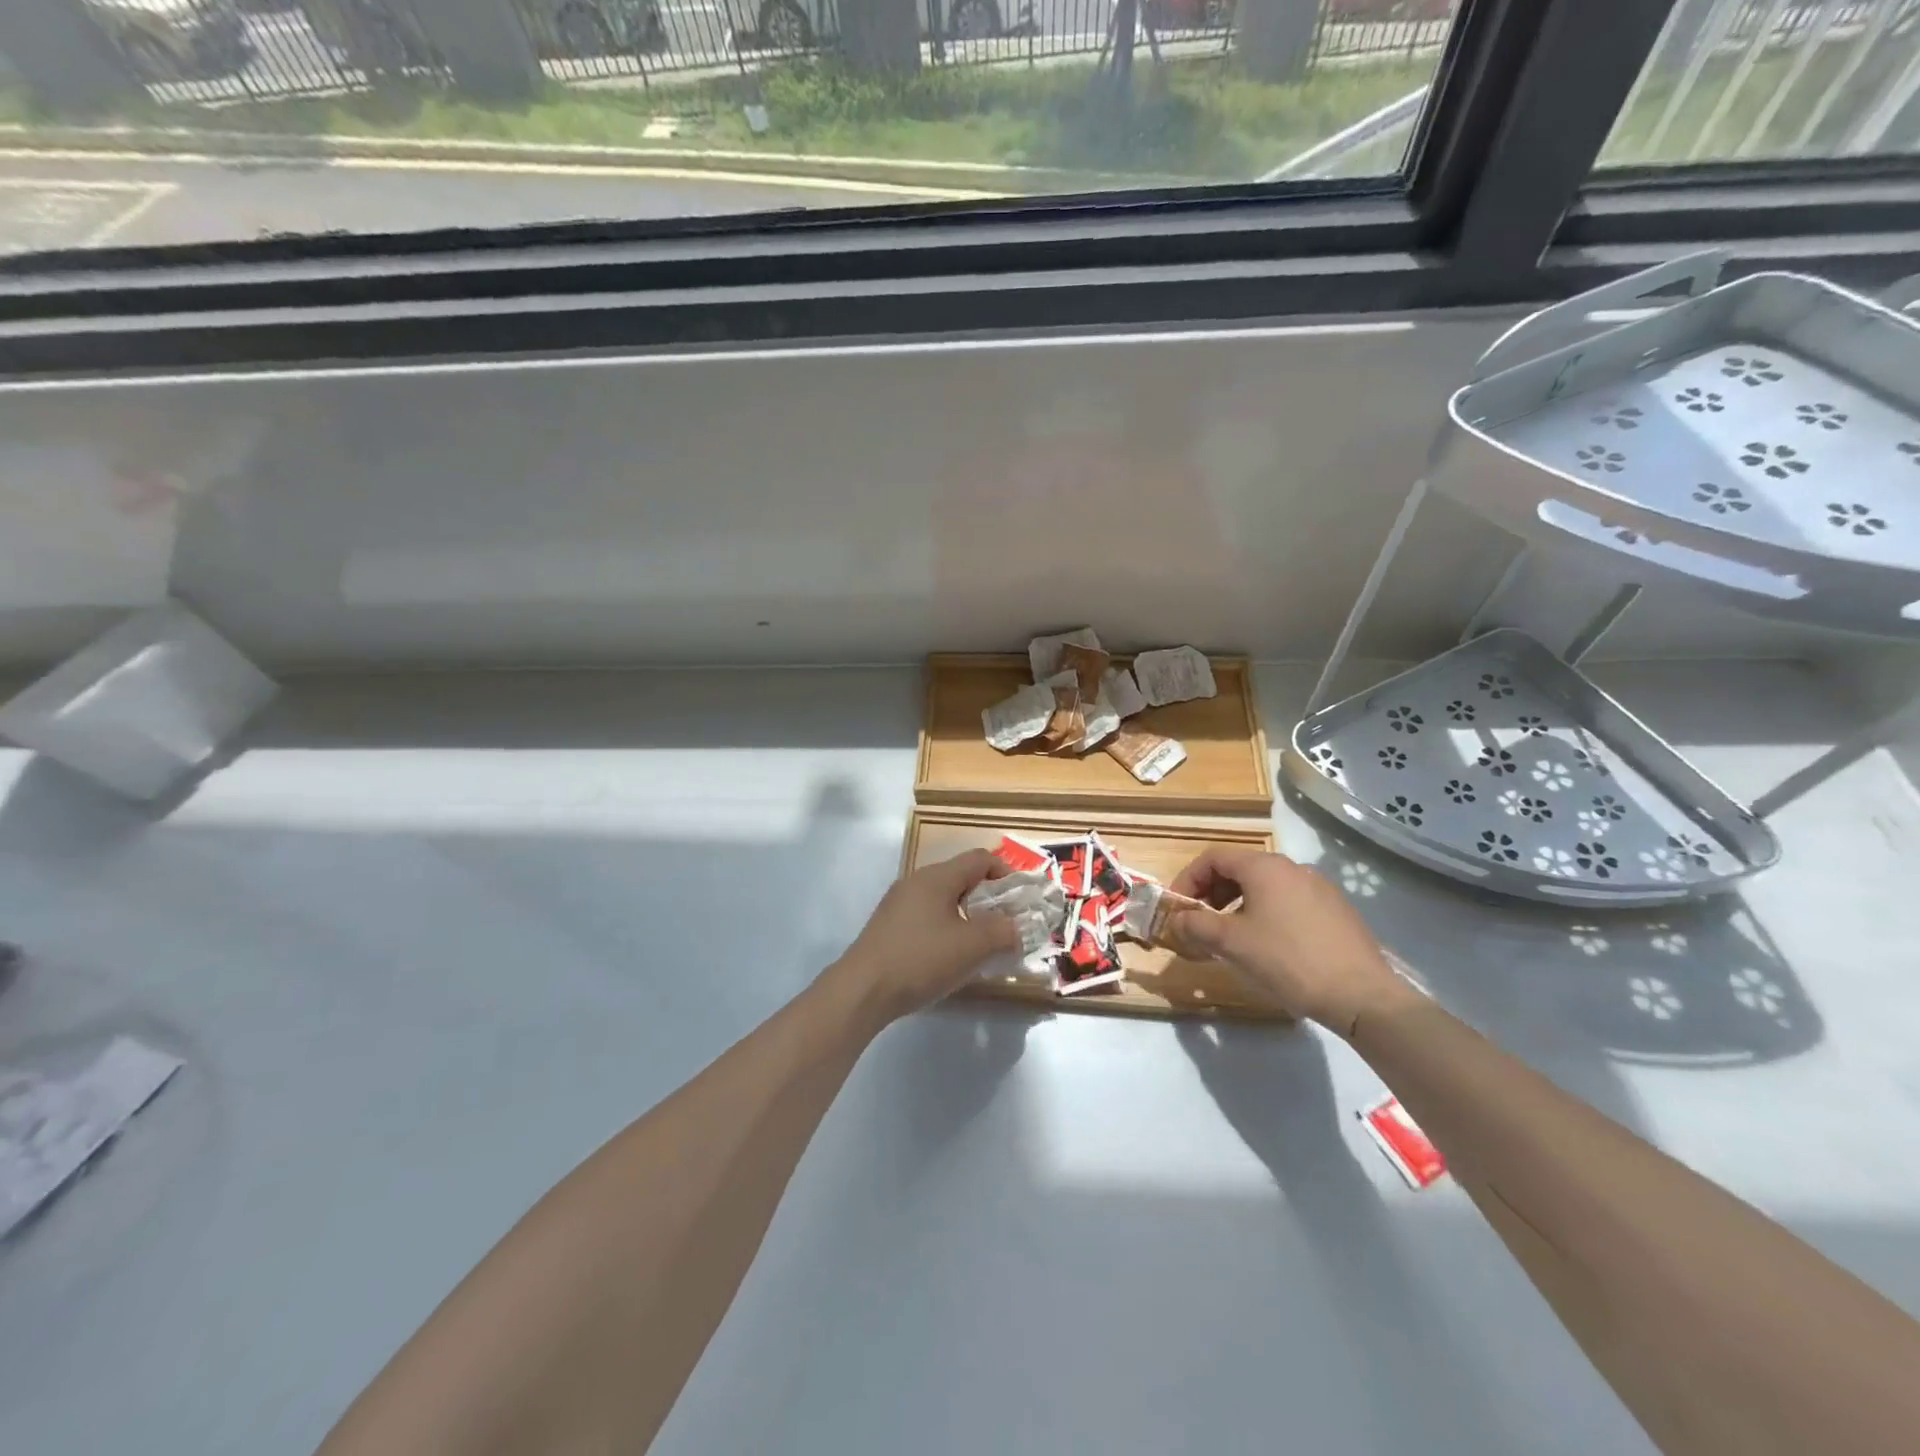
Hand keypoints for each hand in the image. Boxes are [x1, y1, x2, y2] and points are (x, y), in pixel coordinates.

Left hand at [829, 850, 1021, 1028]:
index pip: (980, 859)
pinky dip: (947, 929)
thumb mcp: (971, 946)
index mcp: (937, 877)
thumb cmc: (920, 959)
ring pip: (945, 900)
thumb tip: (1016, 926)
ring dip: (969, 917)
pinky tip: (950, 958)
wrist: (862, 991)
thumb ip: (1002, 931)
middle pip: (962, 878)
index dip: (1006, 874)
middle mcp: (916, 882)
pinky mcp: (889, 927)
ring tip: (983, 946)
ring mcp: (899, 904)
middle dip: (989, 900)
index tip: (1022, 901)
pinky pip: (928, 917)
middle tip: (1007, 926)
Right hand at [1166, 848, 1415, 1036]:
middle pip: (1239, 869)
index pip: (1213, 858)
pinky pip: (1289, 902)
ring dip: (1238, 905)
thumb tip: (1177, 919)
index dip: (1188, 879)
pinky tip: (1269, 947)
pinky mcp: (1336, 910)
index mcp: (1265, 867)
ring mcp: (1319, 888)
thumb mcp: (1232, 943)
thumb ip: (1196, 925)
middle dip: (1212, 893)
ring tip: (1232, 937)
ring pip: (1265, 887)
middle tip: (1201, 923)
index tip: (1178, 907)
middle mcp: (1293, 868)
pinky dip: (1266, 914)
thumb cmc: (1288, 960)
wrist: (1362, 995)